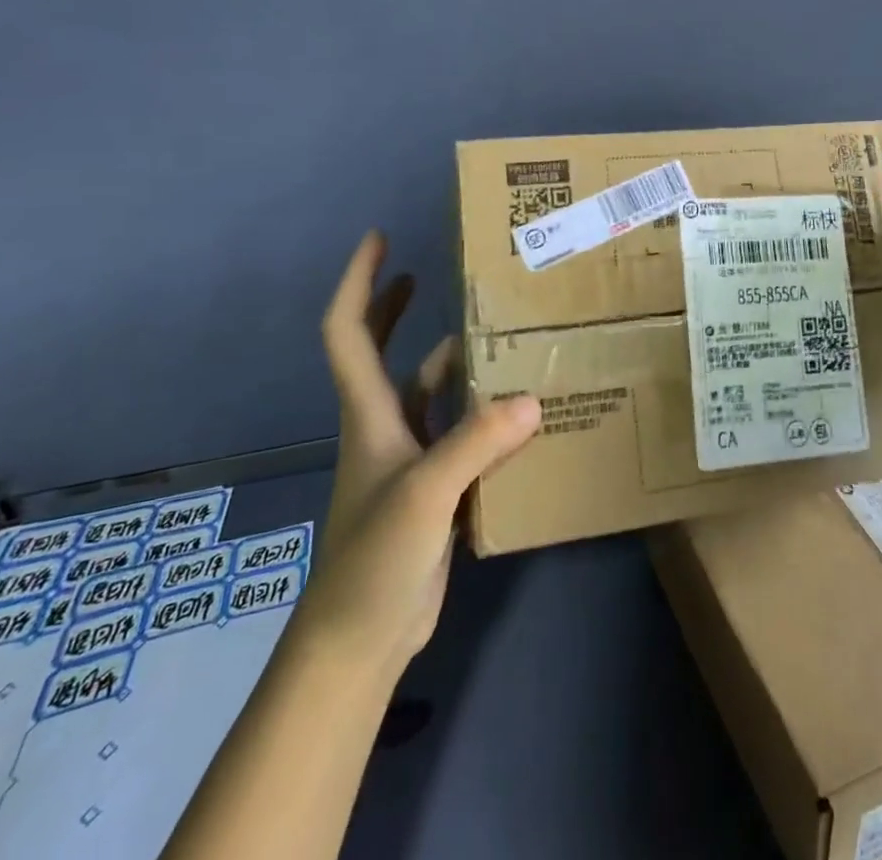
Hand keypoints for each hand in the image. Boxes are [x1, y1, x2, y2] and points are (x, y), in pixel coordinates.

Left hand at [296, 232, 540, 676]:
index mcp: (370, 413)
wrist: (360, 643)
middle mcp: (384, 425)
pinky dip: (483, 412)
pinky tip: (519, 408)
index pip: (348, 331)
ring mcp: (408, 459)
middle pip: (380, 351)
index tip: (379, 239)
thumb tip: (534, 398)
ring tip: (500, 331)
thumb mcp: (426, 495)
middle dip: (396, 306)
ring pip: (430, 391)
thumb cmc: (374, 560)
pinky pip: (460, 433)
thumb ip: (477, 444)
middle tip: (429, 270)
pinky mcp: (433, 489)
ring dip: (457, 359)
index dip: (359, 281)